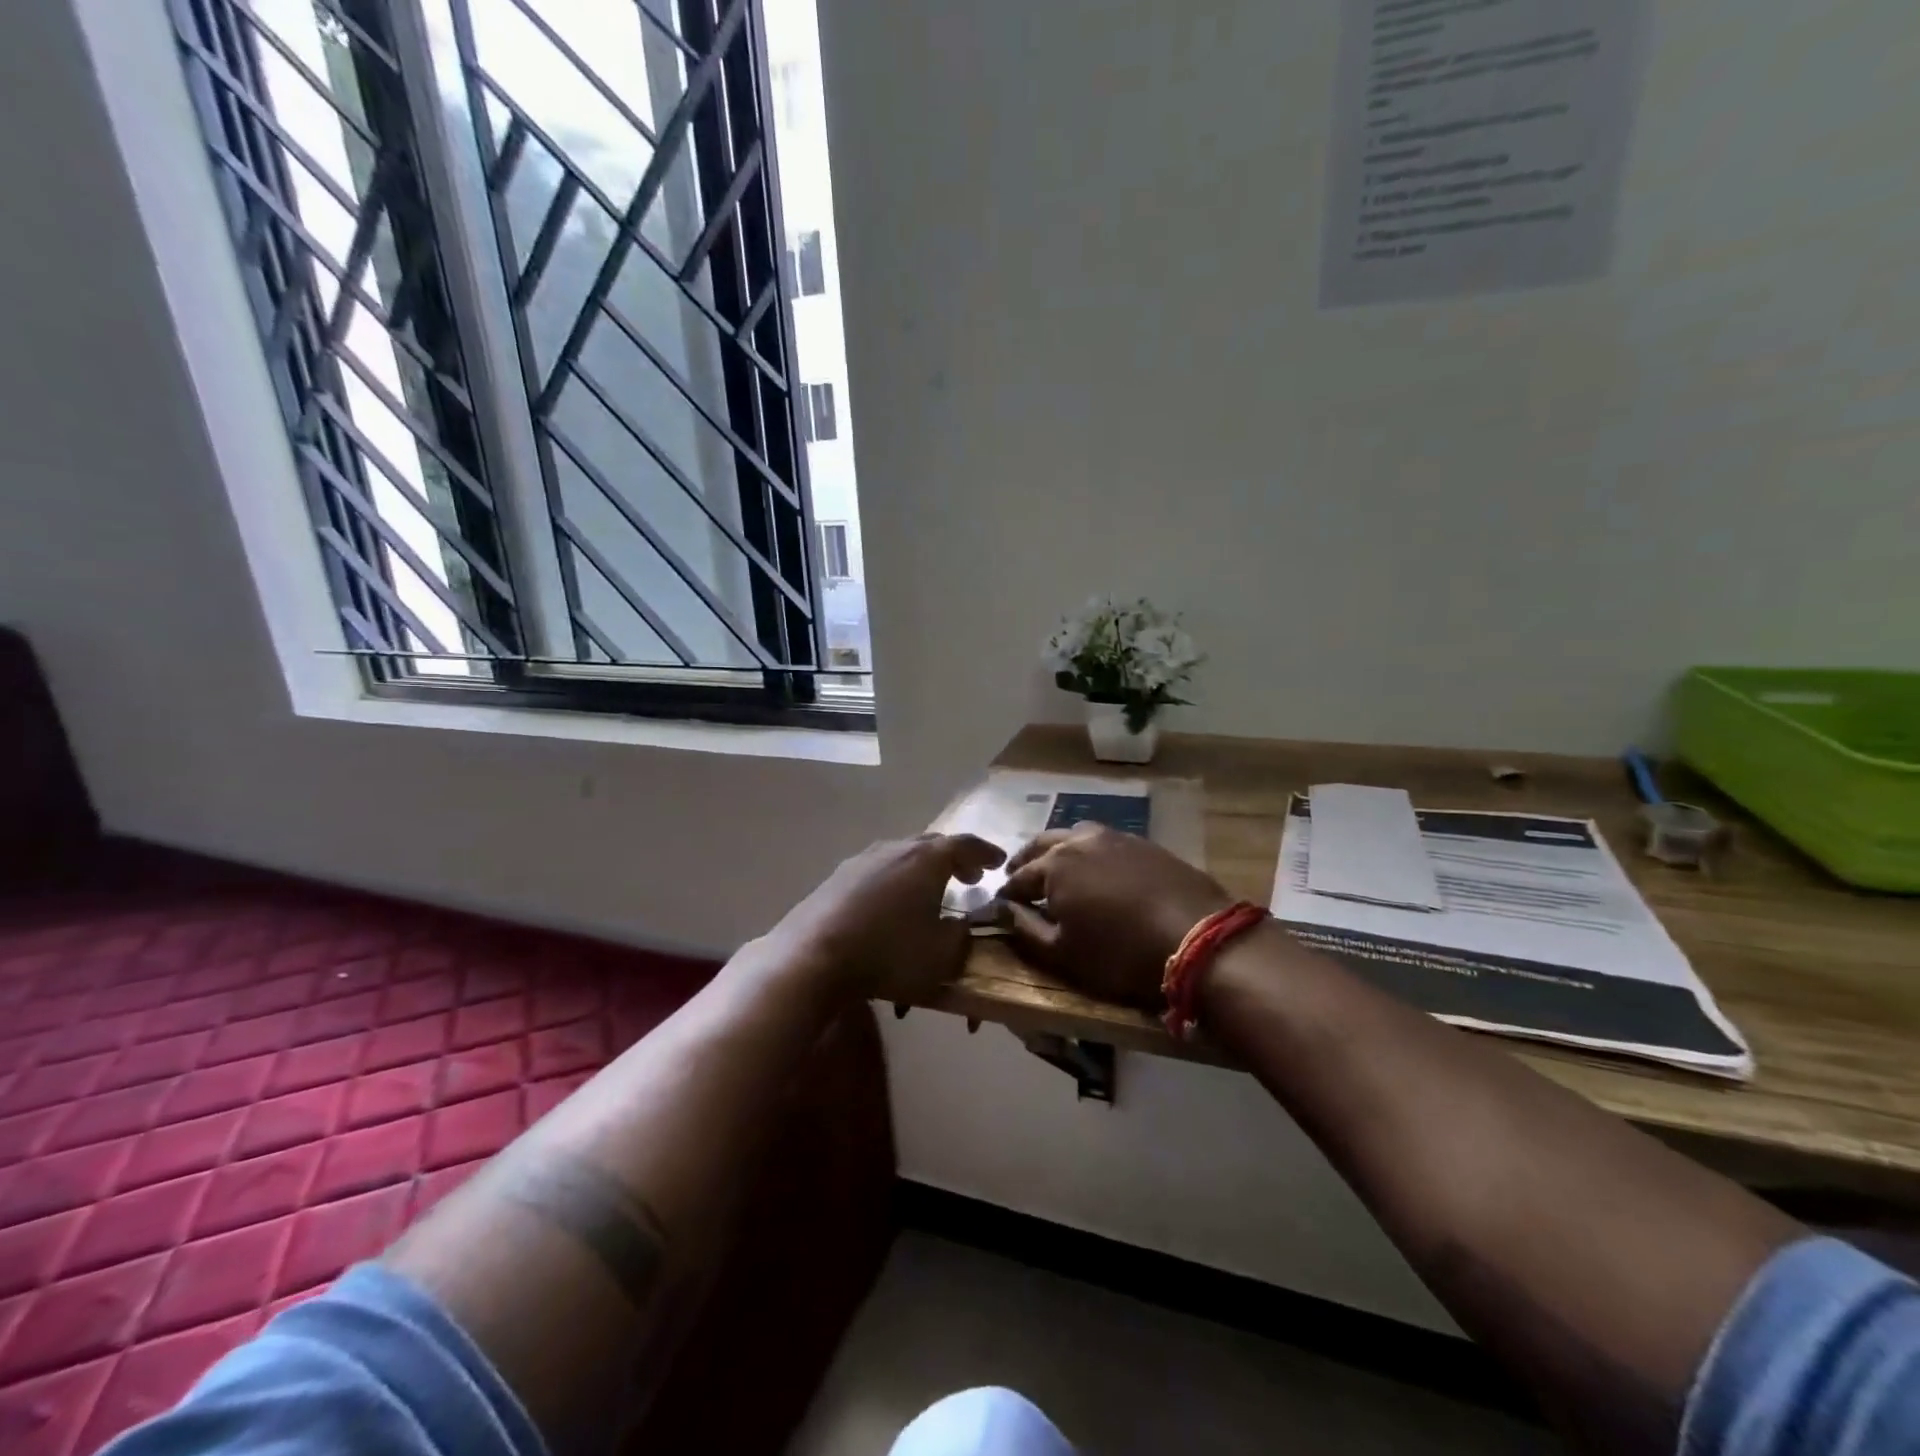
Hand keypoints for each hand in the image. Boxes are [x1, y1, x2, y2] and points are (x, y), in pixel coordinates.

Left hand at [767, 834, 1004, 1000]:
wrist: (814, 955)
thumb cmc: (889, 953)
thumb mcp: (942, 954)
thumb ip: (961, 935)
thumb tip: (961, 924)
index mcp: (928, 859)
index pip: (966, 845)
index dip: (986, 852)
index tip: (999, 861)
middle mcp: (896, 848)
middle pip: (933, 844)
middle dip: (955, 859)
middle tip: (970, 876)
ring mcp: (863, 859)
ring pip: (902, 855)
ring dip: (922, 869)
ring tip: (930, 891)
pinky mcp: (838, 877)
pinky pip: (878, 871)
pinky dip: (896, 880)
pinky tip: (892, 903)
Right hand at [1000, 826, 1232, 1008]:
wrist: (1197, 938)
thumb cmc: (1120, 953)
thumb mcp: (1063, 954)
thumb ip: (1026, 929)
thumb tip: (1002, 910)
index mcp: (1054, 865)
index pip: (1018, 878)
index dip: (1006, 895)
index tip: (1001, 907)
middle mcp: (1079, 841)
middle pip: (1041, 846)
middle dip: (1025, 863)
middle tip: (1019, 881)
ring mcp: (1114, 837)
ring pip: (1073, 835)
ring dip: (1057, 851)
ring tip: (1056, 870)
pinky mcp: (1143, 843)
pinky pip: (1104, 840)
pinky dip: (1088, 851)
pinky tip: (1096, 869)